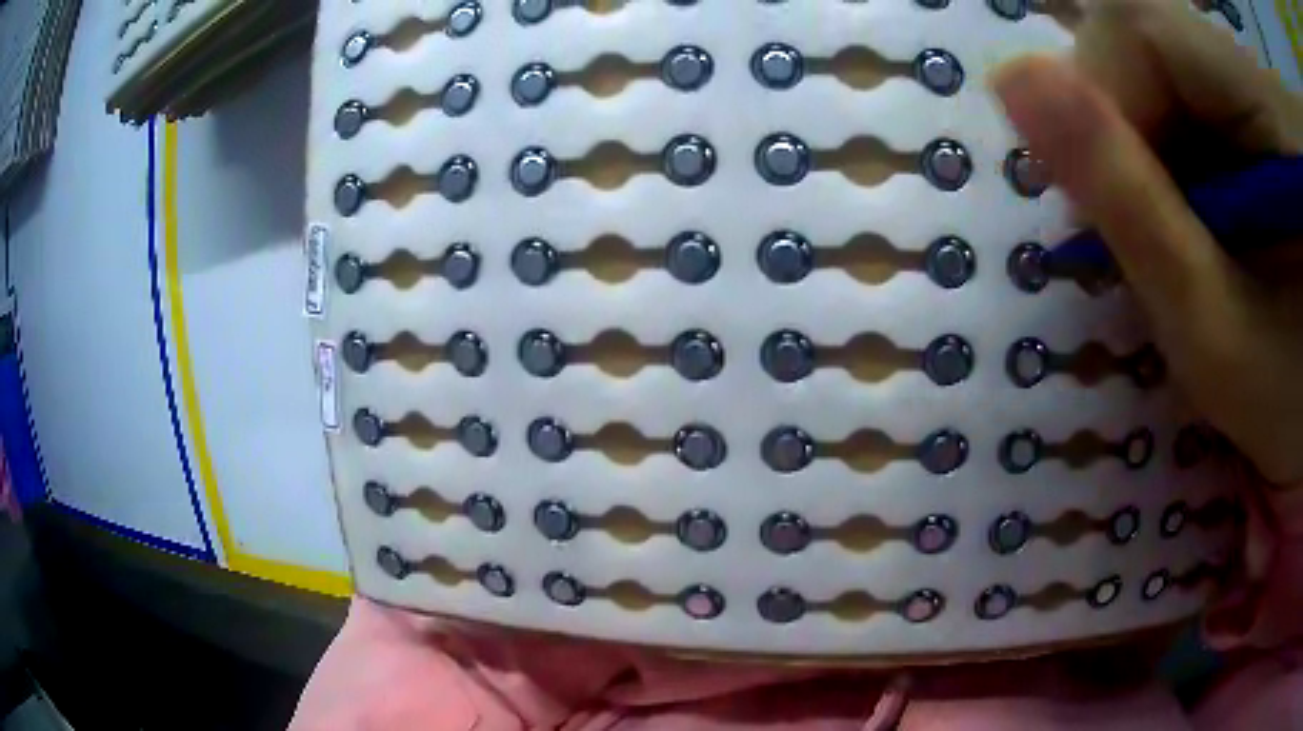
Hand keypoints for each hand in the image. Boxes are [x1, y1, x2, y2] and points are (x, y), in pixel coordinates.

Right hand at [991, 0, 1302, 486]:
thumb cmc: (1291, 396)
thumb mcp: (1212, 325)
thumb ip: (1124, 196)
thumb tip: (1009, 79)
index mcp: (1261, 104)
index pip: (1143, 28)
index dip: (1098, 95)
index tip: (1102, 200)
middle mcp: (1250, 73)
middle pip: (1150, 35)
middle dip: (1122, 122)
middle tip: (1140, 225)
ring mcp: (1254, 87)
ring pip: (1167, 63)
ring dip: (1151, 143)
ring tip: (1179, 232)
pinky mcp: (1258, 109)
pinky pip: (1195, 91)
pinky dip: (1181, 149)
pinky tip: (1201, 213)